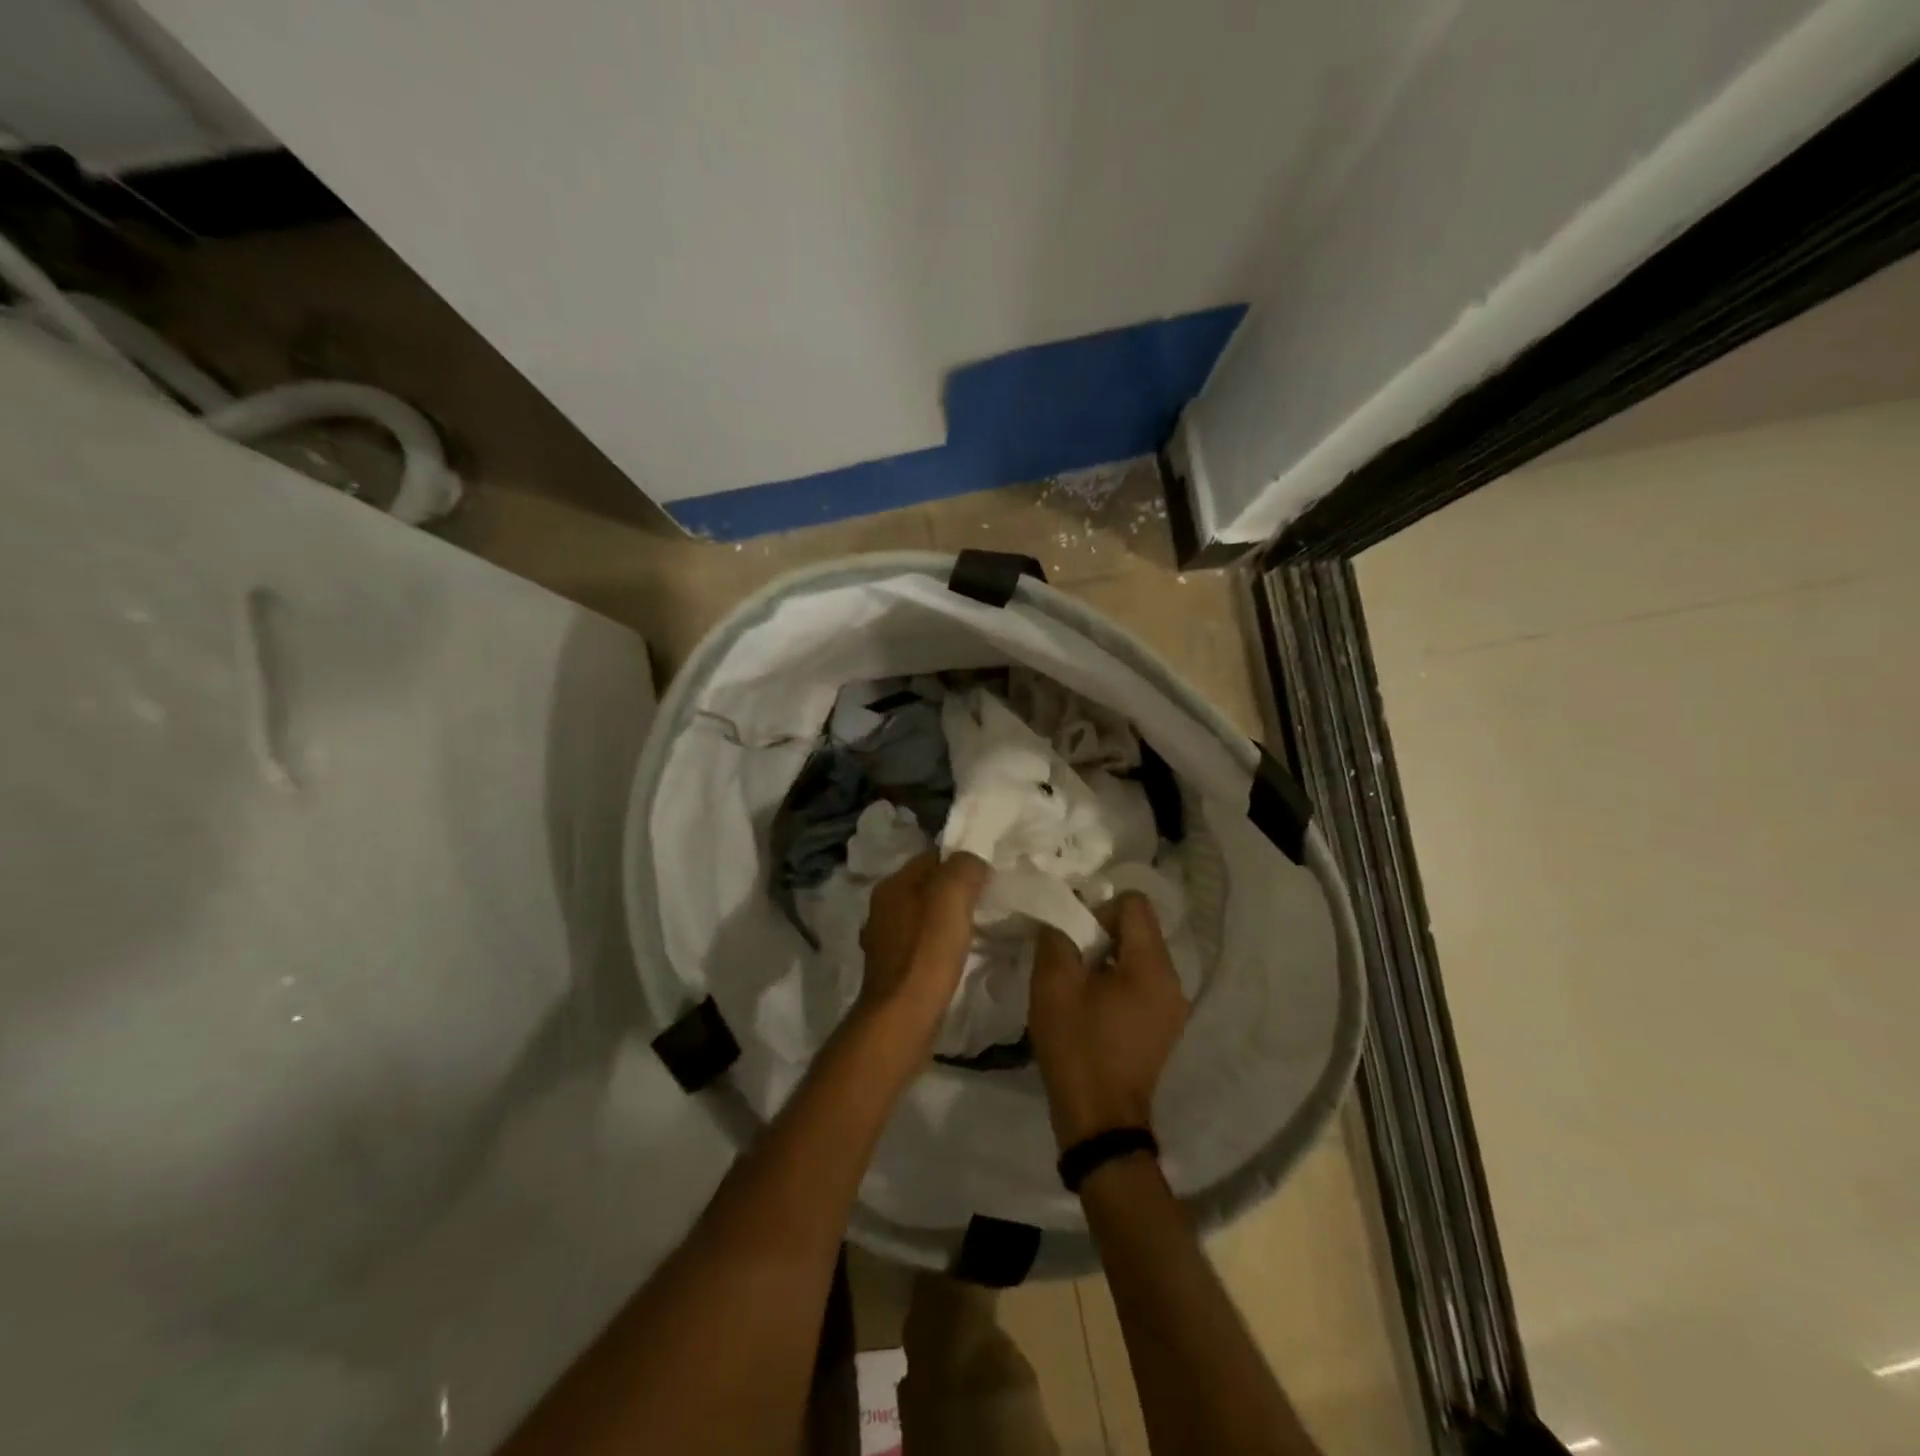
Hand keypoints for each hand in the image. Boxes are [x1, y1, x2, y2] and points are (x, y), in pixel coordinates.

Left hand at [859, 850, 989, 1032]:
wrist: (902, 1017)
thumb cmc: (927, 952)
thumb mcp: (952, 896)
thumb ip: (964, 867)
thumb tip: (974, 861)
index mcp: (892, 885)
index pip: (931, 857)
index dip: (962, 860)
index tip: (990, 871)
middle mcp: (883, 907)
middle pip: (927, 886)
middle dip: (956, 889)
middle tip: (990, 897)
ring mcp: (886, 940)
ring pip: (924, 915)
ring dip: (949, 917)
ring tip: (979, 924)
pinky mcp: (894, 969)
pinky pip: (923, 943)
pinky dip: (941, 943)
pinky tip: (958, 953)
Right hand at [1030, 893, 1187, 1149]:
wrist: (1099, 1121)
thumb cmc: (1078, 1046)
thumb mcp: (1054, 984)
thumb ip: (1057, 936)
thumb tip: (1062, 914)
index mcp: (1153, 966)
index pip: (1134, 903)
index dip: (1099, 909)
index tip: (1075, 939)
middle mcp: (1173, 980)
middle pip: (1139, 929)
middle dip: (1101, 935)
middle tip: (1071, 962)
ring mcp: (1172, 1006)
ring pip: (1138, 956)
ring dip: (1107, 960)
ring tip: (1079, 987)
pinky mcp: (1164, 1027)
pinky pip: (1141, 983)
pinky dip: (1117, 983)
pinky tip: (1092, 1009)